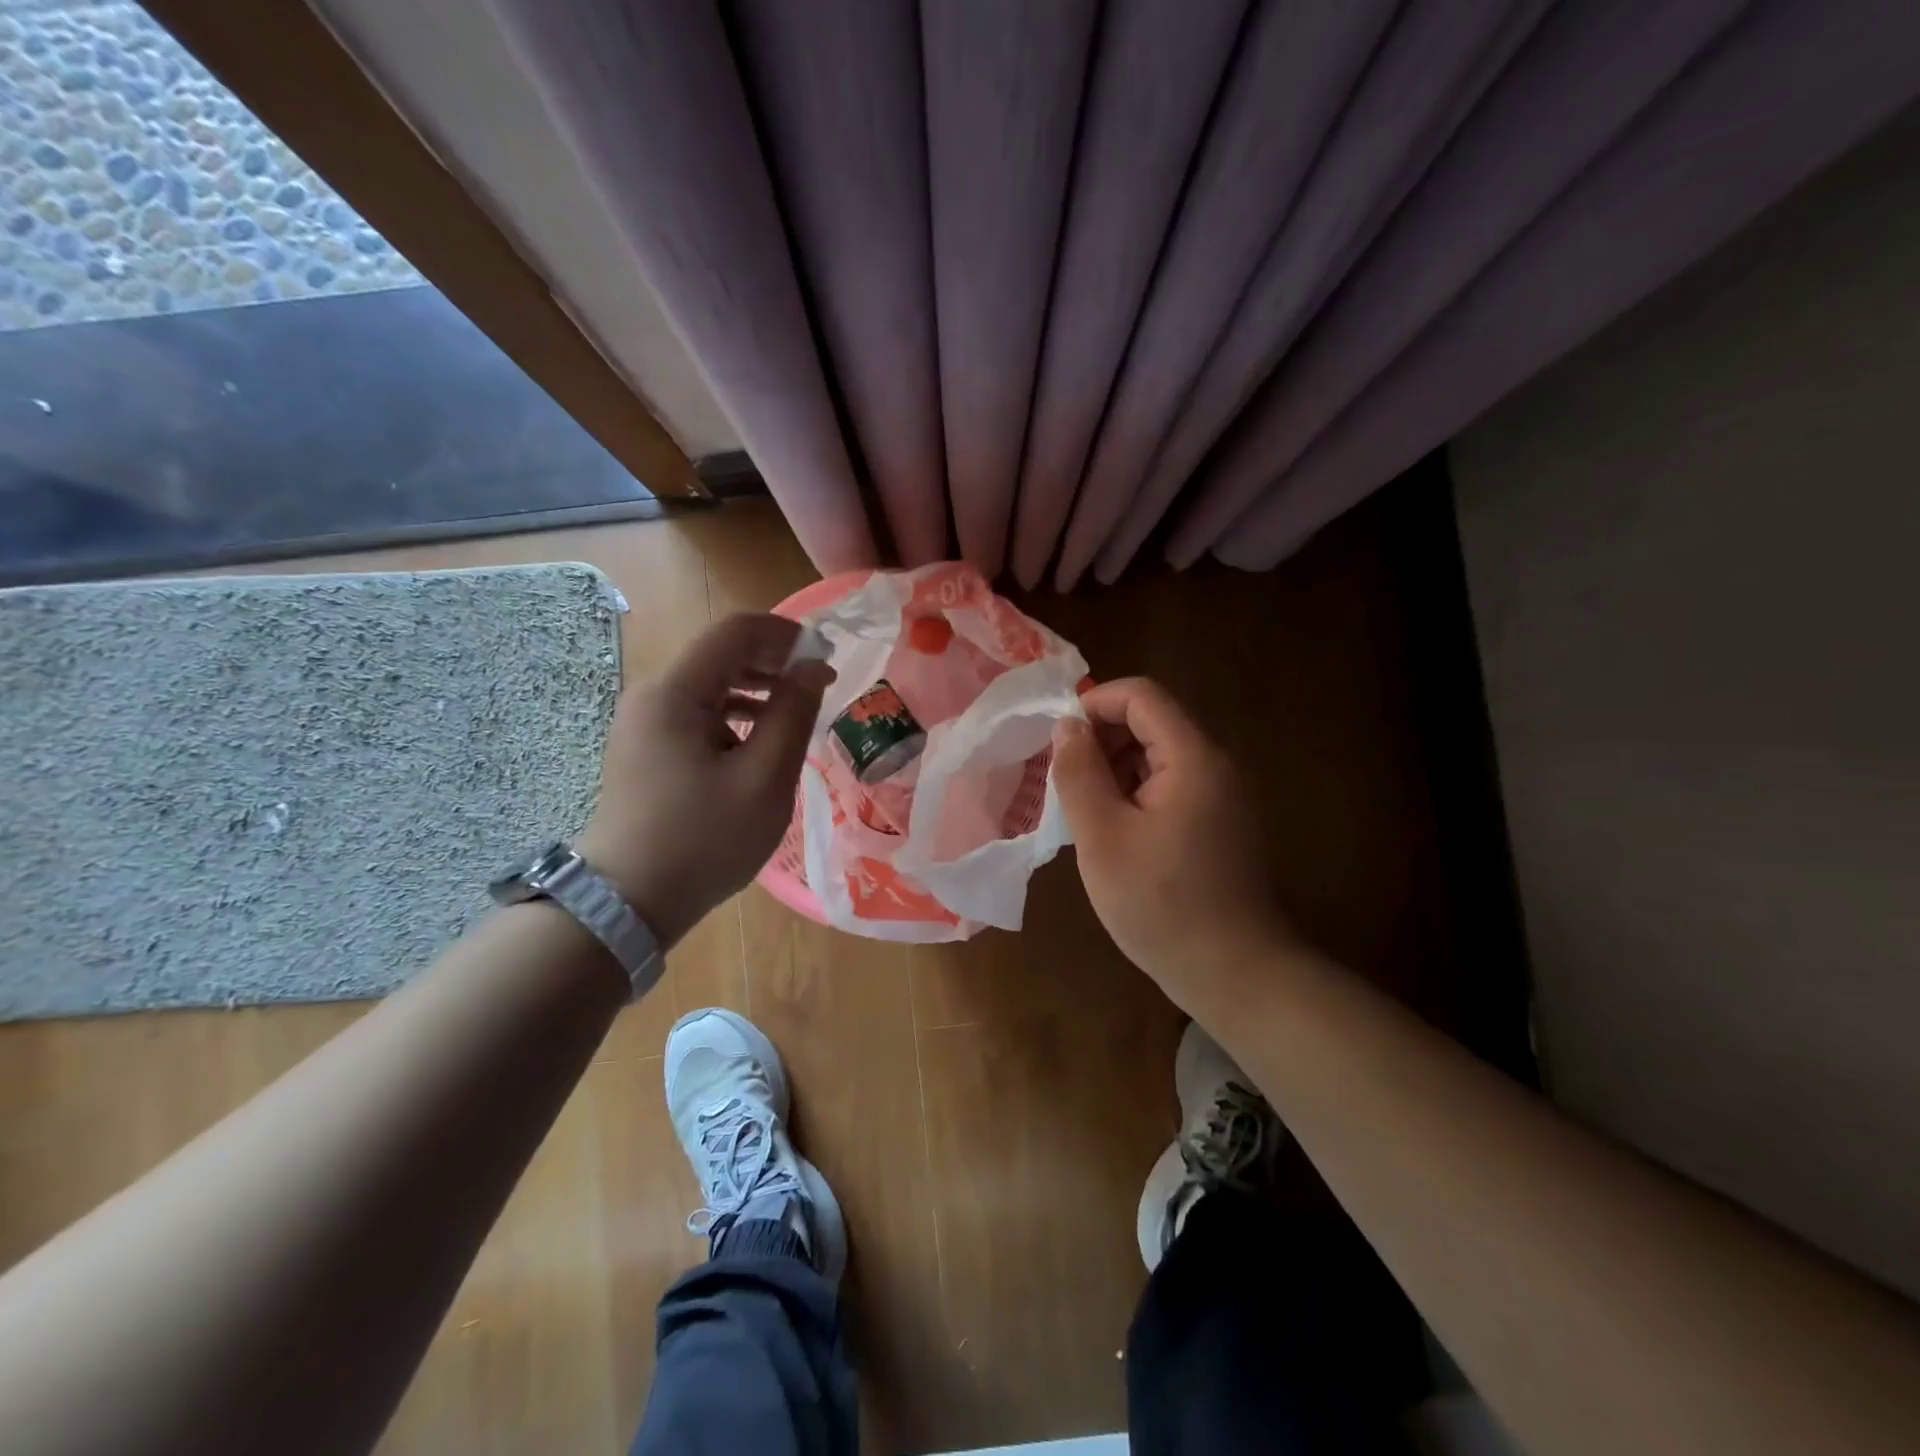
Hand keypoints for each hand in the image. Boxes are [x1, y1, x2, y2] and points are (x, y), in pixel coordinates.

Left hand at [577, 614, 832, 947]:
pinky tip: (760, 742)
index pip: (735, 631)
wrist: (628, 903)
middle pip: (720, 655)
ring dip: (757, 690)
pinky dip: (734, 716)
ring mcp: (644, 723)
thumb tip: (813, 668)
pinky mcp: (646, 748)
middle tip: (819, 686)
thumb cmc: (703, 840)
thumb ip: (793, 714)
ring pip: (710, 685)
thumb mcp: (764, 779)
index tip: (826, 658)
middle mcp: (653, 696)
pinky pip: (697, 714)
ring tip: (796, 714)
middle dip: (774, 662)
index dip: (786, 634)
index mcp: (675, 693)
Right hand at [1051, 678, 1293, 1014]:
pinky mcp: (1220, 825)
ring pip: (1159, 758)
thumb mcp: (1102, 836)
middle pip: (1152, 723)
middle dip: (1101, 740)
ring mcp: (1222, 797)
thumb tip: (1068, 725)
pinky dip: (1135, 795)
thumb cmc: (1161, 905)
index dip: (1094, 704)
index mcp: (1192, 758)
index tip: (1058, 742)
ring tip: (1082, 813)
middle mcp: (1215, 766)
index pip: (1142, 696)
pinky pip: (1171, 788)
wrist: (1235, 974)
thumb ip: (1079, 773)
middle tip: (1064, 784)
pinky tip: (1113, 833)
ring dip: (1114, 770)